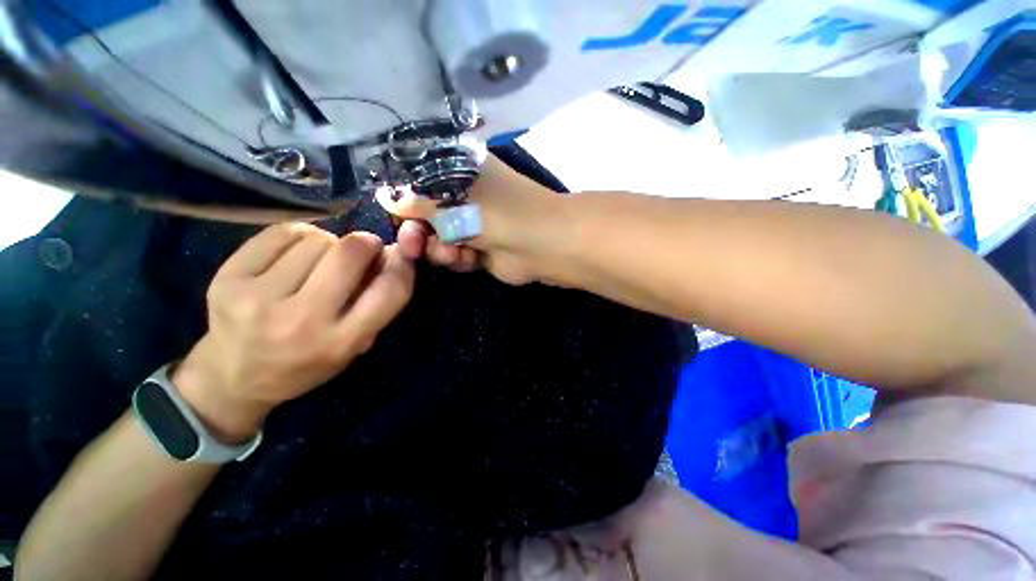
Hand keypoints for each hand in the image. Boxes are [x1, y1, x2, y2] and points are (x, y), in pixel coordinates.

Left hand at [173, 224, 414, 440]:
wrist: (233, 378)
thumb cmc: (307, 363)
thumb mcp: (354, 346)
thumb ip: (378, 305)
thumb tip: (393, 254)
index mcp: (340, 342)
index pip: (390, 290)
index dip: (403, 265)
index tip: (402, 256)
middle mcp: (301, 320)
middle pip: (351, 253)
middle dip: (368, 244)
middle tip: (365, 249)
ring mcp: (258, 298)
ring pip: (318, 239)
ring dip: (331, 243)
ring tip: (323, 259)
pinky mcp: (226, 278)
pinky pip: (282, 232)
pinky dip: (301, 236)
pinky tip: (296, 252)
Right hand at [377, 155, 567, 285]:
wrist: (537, 244)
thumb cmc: (495, 212)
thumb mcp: (451, 201)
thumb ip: (417, 202)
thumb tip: (387, 200)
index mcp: (458, 171)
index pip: (418, 180)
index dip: (404, 198)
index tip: (395, 215)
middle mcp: (464, 196)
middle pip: (425, 214)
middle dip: (417, 231)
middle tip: (415, 241)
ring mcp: (473, 224)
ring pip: (438, 238)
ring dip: (438, 248)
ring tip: (451, 250)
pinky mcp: (480, 249)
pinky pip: (454, 254)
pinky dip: (457, 258)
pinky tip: (466, 257)